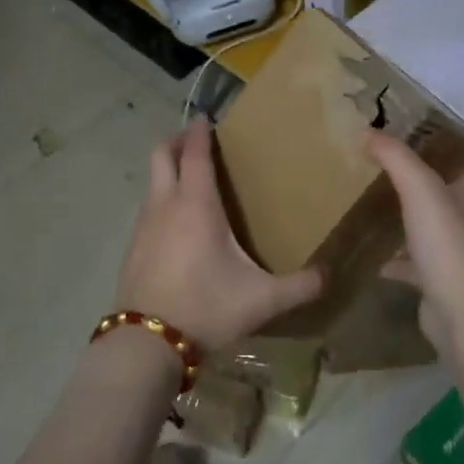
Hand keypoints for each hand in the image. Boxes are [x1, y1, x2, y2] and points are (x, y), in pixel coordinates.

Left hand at [116, 120, 322, 350]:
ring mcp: (144, 225)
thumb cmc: (206, 307)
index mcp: (196, 205)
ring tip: (193, 181)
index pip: (196, 154)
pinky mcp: (133, 247)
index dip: (200, 132)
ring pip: (152, 182)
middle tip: (198, 142)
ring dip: (168, 171)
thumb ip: (299, 286)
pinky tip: (178, 225)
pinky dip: (161, 200)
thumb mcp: (261, 300)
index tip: (208, 119)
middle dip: (178, 141)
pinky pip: (148, 208)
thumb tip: (330, 274)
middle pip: (162, 155)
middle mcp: (165, 205)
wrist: (147, 344)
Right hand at [366, 133, 463, 354]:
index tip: (434, 126)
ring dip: (416, 213)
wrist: (463, 317)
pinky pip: (422, 259)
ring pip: (440, 221)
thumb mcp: (421, 189)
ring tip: (384, 197)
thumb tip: (368, 132)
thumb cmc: (451, 244)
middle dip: (433, 172)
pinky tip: (377, 254)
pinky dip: (401, 256)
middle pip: (460, 185)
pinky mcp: (447, 278)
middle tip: (398, 157)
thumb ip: (396, 157)